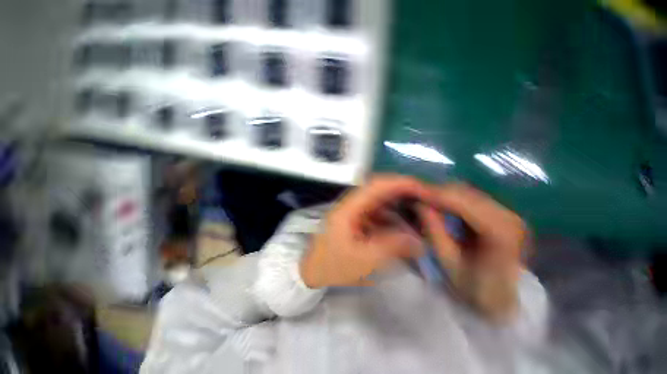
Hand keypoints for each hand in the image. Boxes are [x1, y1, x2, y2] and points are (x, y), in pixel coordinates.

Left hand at [300, 175, 433, 288]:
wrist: (313, 271)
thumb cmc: (333, 266)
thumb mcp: (363, 260)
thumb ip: (391, 247)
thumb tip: (419, 240)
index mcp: (349, 208)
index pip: (376, 186)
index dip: (400, 183)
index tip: (423, 189)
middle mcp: (351, 203)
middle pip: (379, 189)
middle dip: (404, 191)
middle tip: (426, 200)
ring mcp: (353, 210)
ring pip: (380, 200)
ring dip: (399, 204)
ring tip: (418, 214)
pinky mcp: (356, 218)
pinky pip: (377, 212)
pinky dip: (392, 216)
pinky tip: (403, 227)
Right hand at [419, 184, 527, 320]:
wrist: (501, 298)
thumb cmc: (474, 287)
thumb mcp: (448, 262)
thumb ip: (435, 231)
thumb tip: (420, 205)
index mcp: (500, 234)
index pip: (465, 204)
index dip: (437, 196)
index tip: (415, 195)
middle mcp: (509, 217)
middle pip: (466, 194)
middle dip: (437, 193)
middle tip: (416, 197)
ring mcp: (507, 213)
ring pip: (468, 192)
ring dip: (443, 194)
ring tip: (424, 200)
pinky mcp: (501, 213)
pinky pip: (470, 198)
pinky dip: (452, 199)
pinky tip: (439, 204)